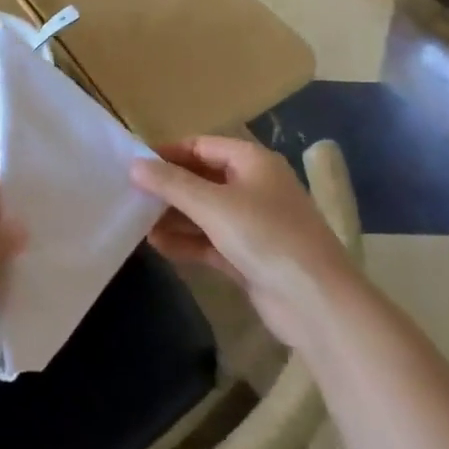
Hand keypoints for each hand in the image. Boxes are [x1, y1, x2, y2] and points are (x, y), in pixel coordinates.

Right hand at [132, 136, 350, 344]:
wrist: (317, 303)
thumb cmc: (265, 237)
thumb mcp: (213, 205)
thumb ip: (171, 184)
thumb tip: (134, 164)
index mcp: (252, 162)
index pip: (201, 145)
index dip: (167, 153)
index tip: (134, 164)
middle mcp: (253, 187)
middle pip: (201, 178)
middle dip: (168, 188)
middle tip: (131, 195)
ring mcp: (253, 223)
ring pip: (204, 212)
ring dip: (174, 217)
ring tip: (137, 223)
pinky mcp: (249, 256)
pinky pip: (210, 241)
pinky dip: (187, 242)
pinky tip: (158, 246)